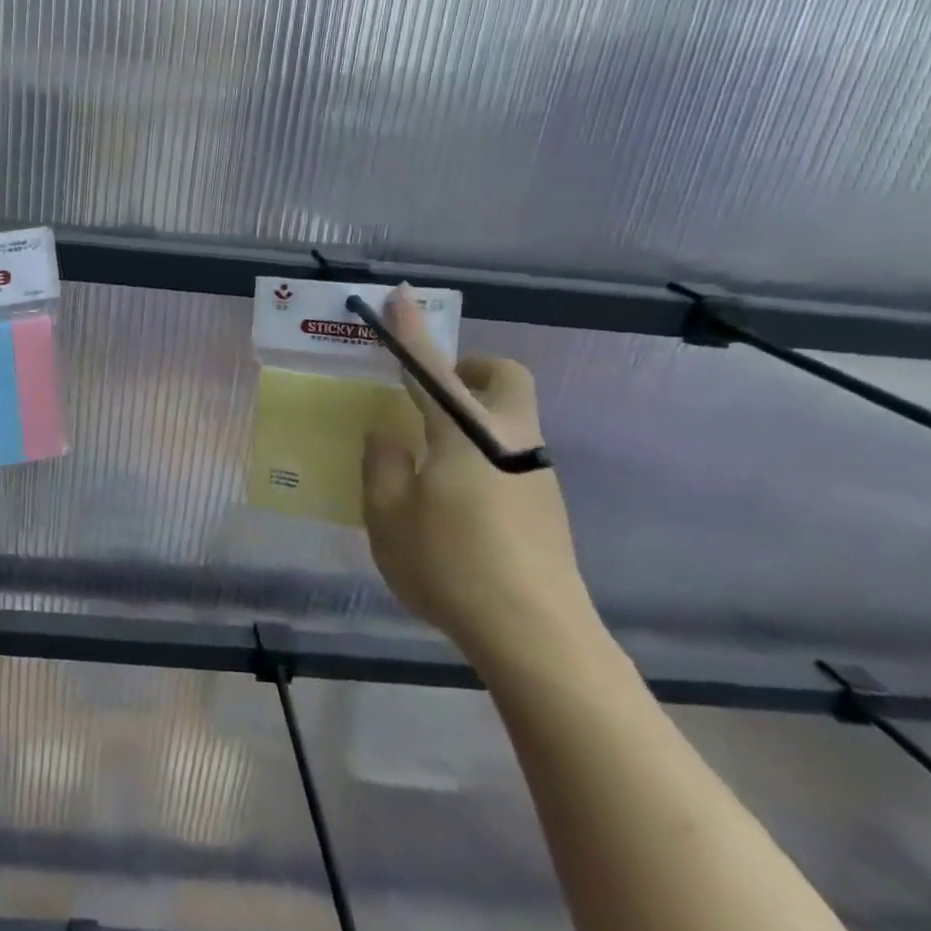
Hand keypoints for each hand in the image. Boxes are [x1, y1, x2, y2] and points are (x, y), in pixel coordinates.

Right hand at [360, 287, 599, 664]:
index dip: (411, 331)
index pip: (433, 368)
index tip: (399, 295)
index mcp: (467, 434)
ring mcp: (536, 473)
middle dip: (468, 371)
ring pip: (508, 419)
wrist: (536, 635)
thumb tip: (390, 433)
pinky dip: (480, 454)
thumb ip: (383, 464)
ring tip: (428, 461)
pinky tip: (453, 502)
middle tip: (429, 396)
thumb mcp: (389, 515)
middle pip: (503, 379)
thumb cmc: (449, 565)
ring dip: (471, 418)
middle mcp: (511, 440)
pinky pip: (509, 455)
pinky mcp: (547, 505)